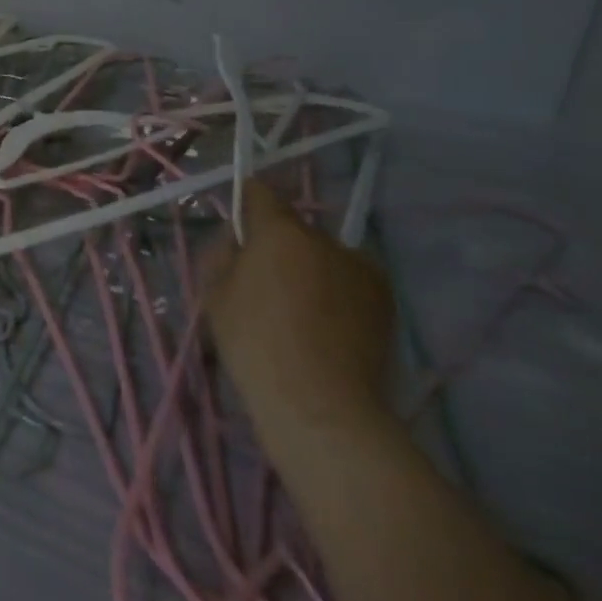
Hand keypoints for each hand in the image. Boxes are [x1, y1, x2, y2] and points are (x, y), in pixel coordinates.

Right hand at [202, 180, 395, 466]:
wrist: (321, 408)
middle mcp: (325, 239)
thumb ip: (224, 254)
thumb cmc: (255, 345)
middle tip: (266, 284)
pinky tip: (328, 327)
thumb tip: (239, 239)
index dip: (247, 205)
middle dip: (279, 246)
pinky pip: (350, 281)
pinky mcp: (386, 300)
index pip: (260, 192)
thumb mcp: (215, 294)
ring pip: (324, 256)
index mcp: (280, 230)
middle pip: (294, 228)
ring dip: (311, 268)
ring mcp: (362, 268)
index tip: (241, 231)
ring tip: (302, 312)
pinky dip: (338, 292)